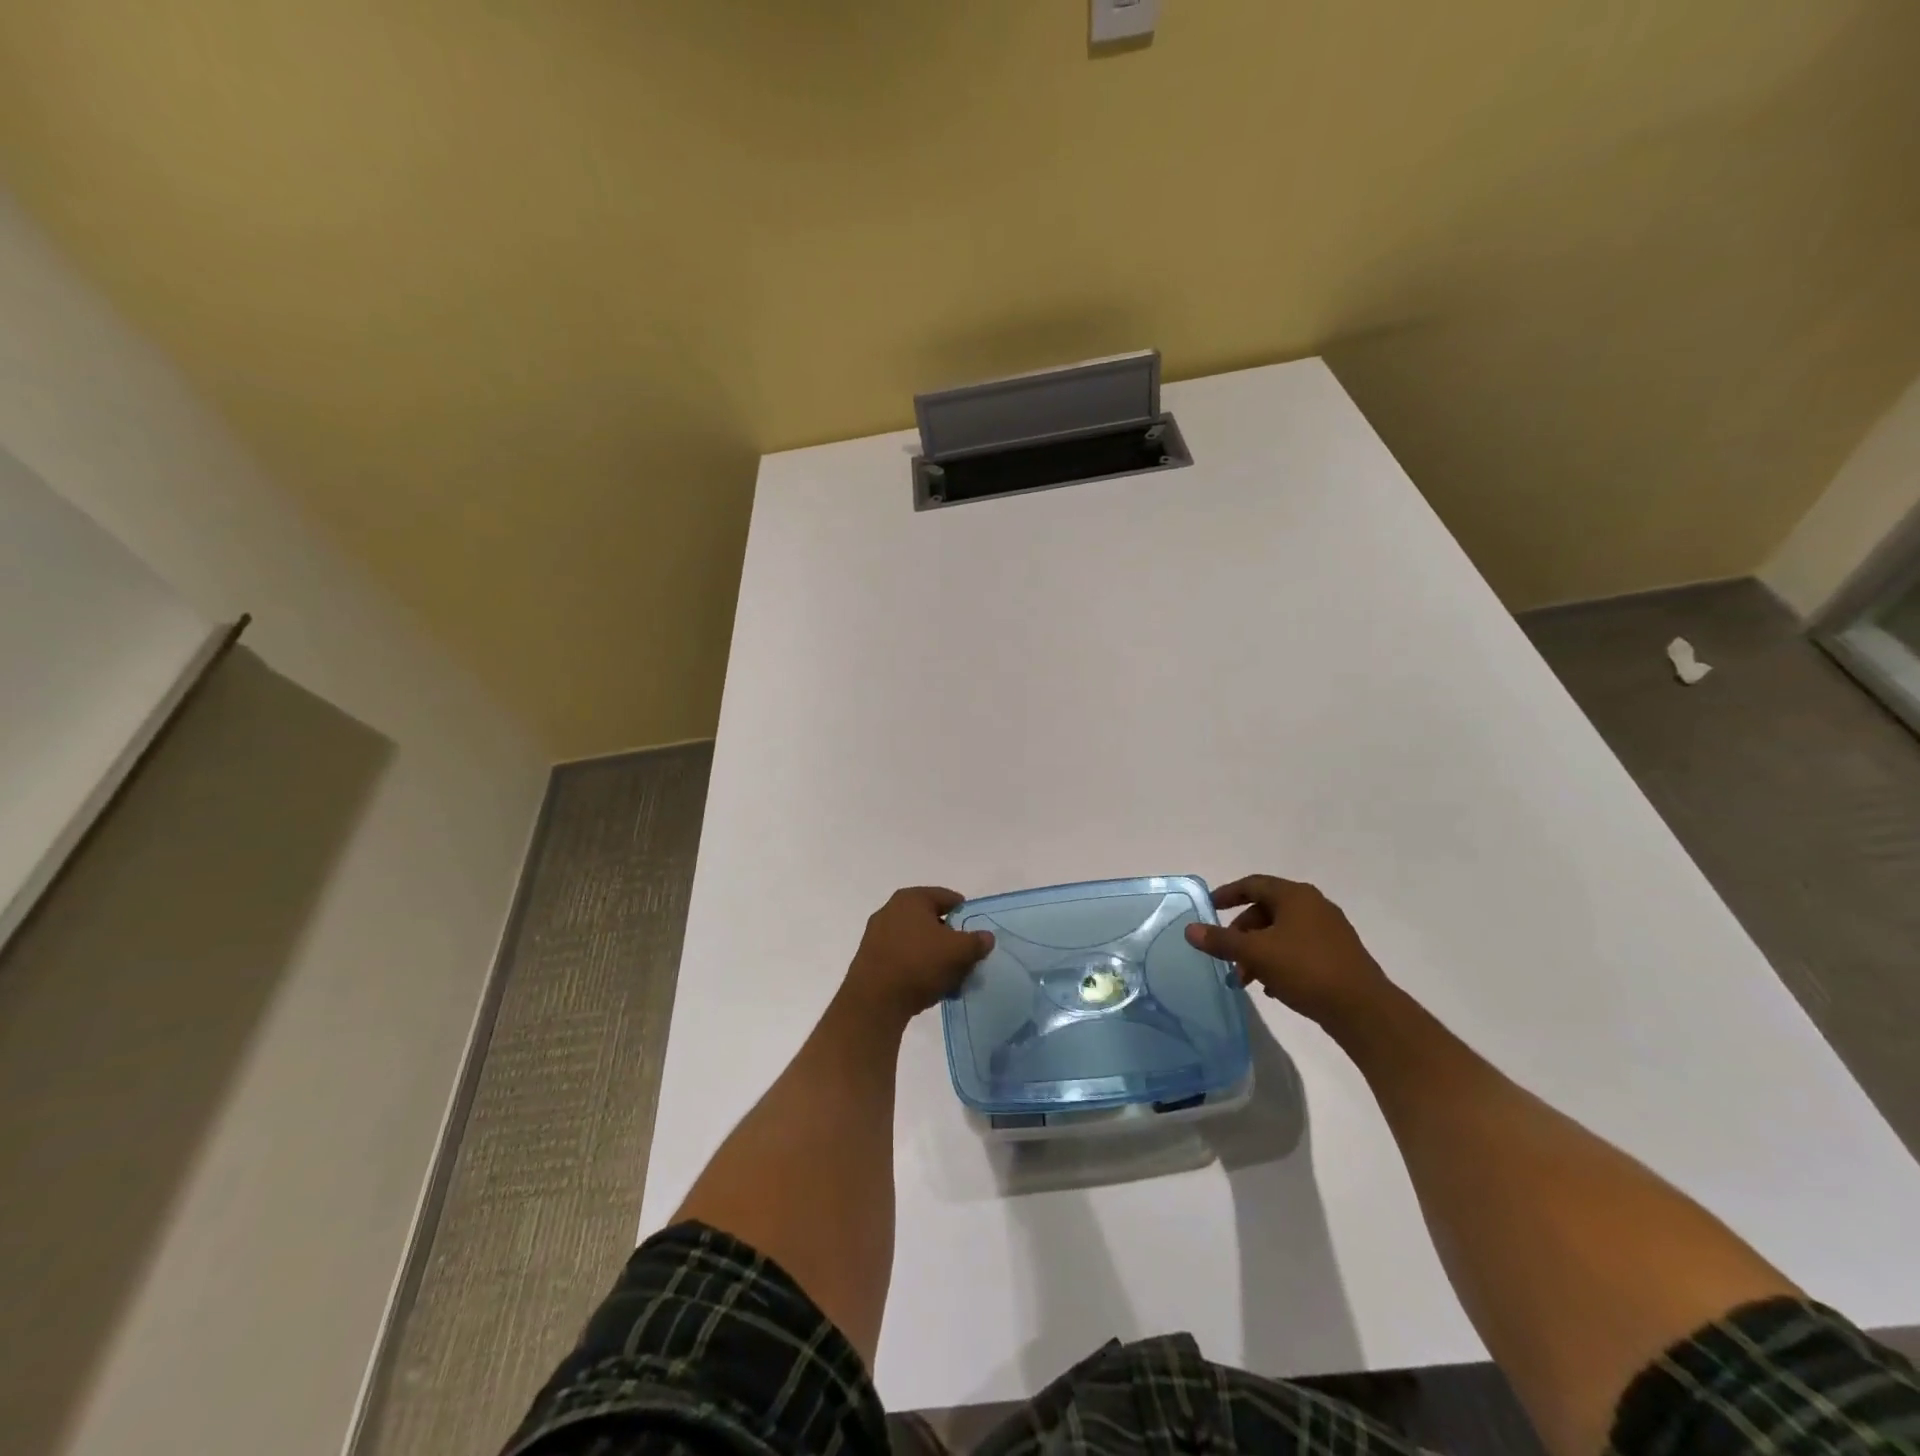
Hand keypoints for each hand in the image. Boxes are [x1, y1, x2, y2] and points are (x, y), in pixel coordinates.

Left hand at [840, 886, 994, 1027]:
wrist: (874, 1002)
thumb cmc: (919, 964)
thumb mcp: (959, 952)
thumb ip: (977, 941)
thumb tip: (986, 937)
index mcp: (911, 898)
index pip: (947, 897)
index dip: (965, 913)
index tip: (976, 934)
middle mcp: (891, 910)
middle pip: (932, 920)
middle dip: (950, 938)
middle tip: (966, 957)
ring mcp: (877, 934)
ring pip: (917, 941)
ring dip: (935, 956)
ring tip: (950, 977)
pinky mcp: (871, 959)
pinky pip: (903, 957)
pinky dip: (918, 967)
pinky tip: (930, 987)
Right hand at [1185, 875, 1391, 1028]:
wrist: (1363, 1009)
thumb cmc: (1305, 969)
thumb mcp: (1256, 953)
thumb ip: (1221, 941)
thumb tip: (1190, 929)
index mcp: (1295, 896)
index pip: (1253, 884)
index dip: (1227, 894)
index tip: (1209, 908)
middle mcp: (1313, 906)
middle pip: (1265, 911)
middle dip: (1241, 934)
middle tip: (1226, 956)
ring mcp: (1329, 931)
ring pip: (1281, 933)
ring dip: (1258, 952)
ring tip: (1246, 979)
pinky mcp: (1338, 955)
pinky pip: (1298, 950)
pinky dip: (1279, 962)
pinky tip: (1272, 987)